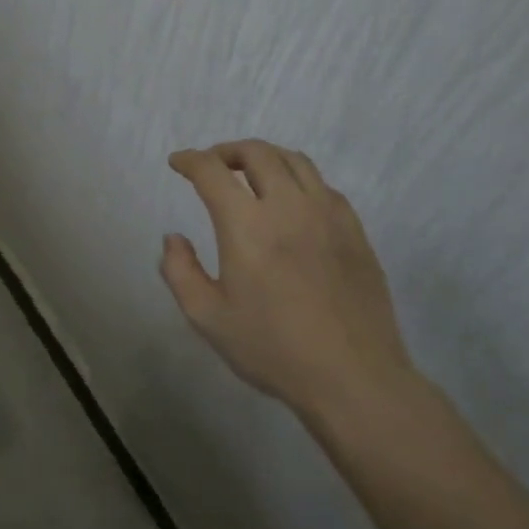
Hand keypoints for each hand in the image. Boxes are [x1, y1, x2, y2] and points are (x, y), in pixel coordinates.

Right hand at [161, 139, 415, 413]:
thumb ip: (179, 271)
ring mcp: (328, 215)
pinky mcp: (355, 230)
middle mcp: (288, 207)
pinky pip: (323, 186)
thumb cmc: (273, 349)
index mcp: (247, 225)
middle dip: (227, 151)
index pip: (212, 171)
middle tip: (212, 165)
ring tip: (251, 174)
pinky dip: (298, 180)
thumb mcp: (208, 318)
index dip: (190, 160)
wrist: (353, 378)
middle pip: (257, 153)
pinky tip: (293, 202)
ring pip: (295, 161)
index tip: (178, 163)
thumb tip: (174, 238)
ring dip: (265, 157)